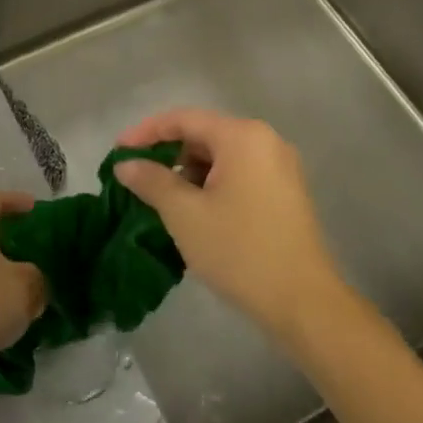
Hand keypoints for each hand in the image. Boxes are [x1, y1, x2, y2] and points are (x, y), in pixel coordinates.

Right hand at [115, 109, 339, 336]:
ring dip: (189, 172)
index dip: (146, 132)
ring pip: (221, 156)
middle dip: (168, 154)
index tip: (118, 153)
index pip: (183, 119)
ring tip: (163, 201)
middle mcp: (265, 140)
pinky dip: (212, 184)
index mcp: (242, 136)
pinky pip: (239, 173)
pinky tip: (195, 211)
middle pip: (204, 134)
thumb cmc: (240, 251)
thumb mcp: (185, 214)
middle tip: (138, 179)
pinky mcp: (286, 192)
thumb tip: (126, 164)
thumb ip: (151, 181)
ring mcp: (280, 166)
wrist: (304, 303)